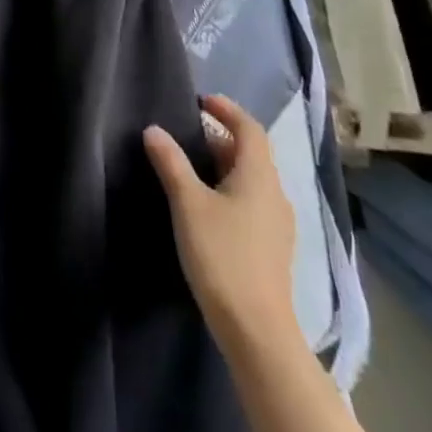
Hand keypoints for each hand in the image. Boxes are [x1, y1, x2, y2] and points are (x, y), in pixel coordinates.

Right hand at [144, 94, 301, 362]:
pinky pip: (251, 202)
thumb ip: (171, 163)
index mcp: (259, 176)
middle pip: (251, 153)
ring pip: (251, 180)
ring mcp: (277, 224)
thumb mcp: (188, 204)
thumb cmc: (222, 256)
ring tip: (190, 165)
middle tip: (186, 133)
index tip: (201, 101)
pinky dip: (229, 189)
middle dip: (220, 137)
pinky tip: (206, 206)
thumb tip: (154, 130)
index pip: (250, 128)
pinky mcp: (271, 248)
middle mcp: (275, 194)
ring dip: (224, 165)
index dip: (228, 110)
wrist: (257, 331)